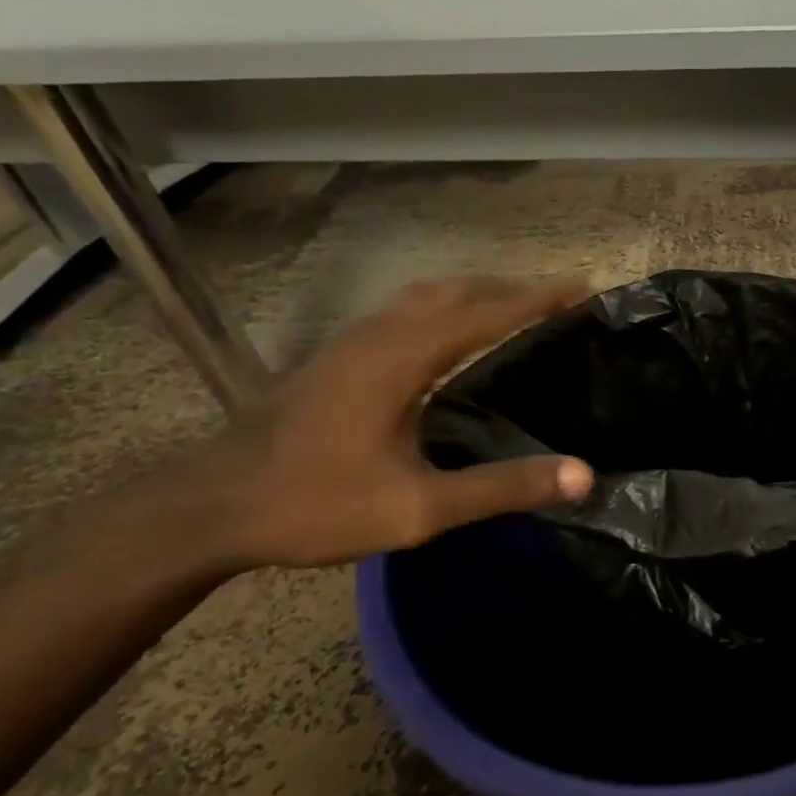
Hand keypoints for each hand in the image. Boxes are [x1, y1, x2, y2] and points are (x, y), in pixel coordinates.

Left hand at [186, 275, 594, 570]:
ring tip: (516, 306)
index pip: (489, 312)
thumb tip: (582, 475)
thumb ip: (501, 488)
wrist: (211, 506)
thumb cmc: (316, 503)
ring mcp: (354, 340)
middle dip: (514, 287)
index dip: (540, 297)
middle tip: (560, 299)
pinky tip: (450, 333)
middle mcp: (382, 334)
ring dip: (478, 291)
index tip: (584, 287)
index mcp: (405, 357)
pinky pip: (407, 309)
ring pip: (428, 294)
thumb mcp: (418, 507)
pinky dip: (447, 305)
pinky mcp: (338, 355)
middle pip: (460, 290)